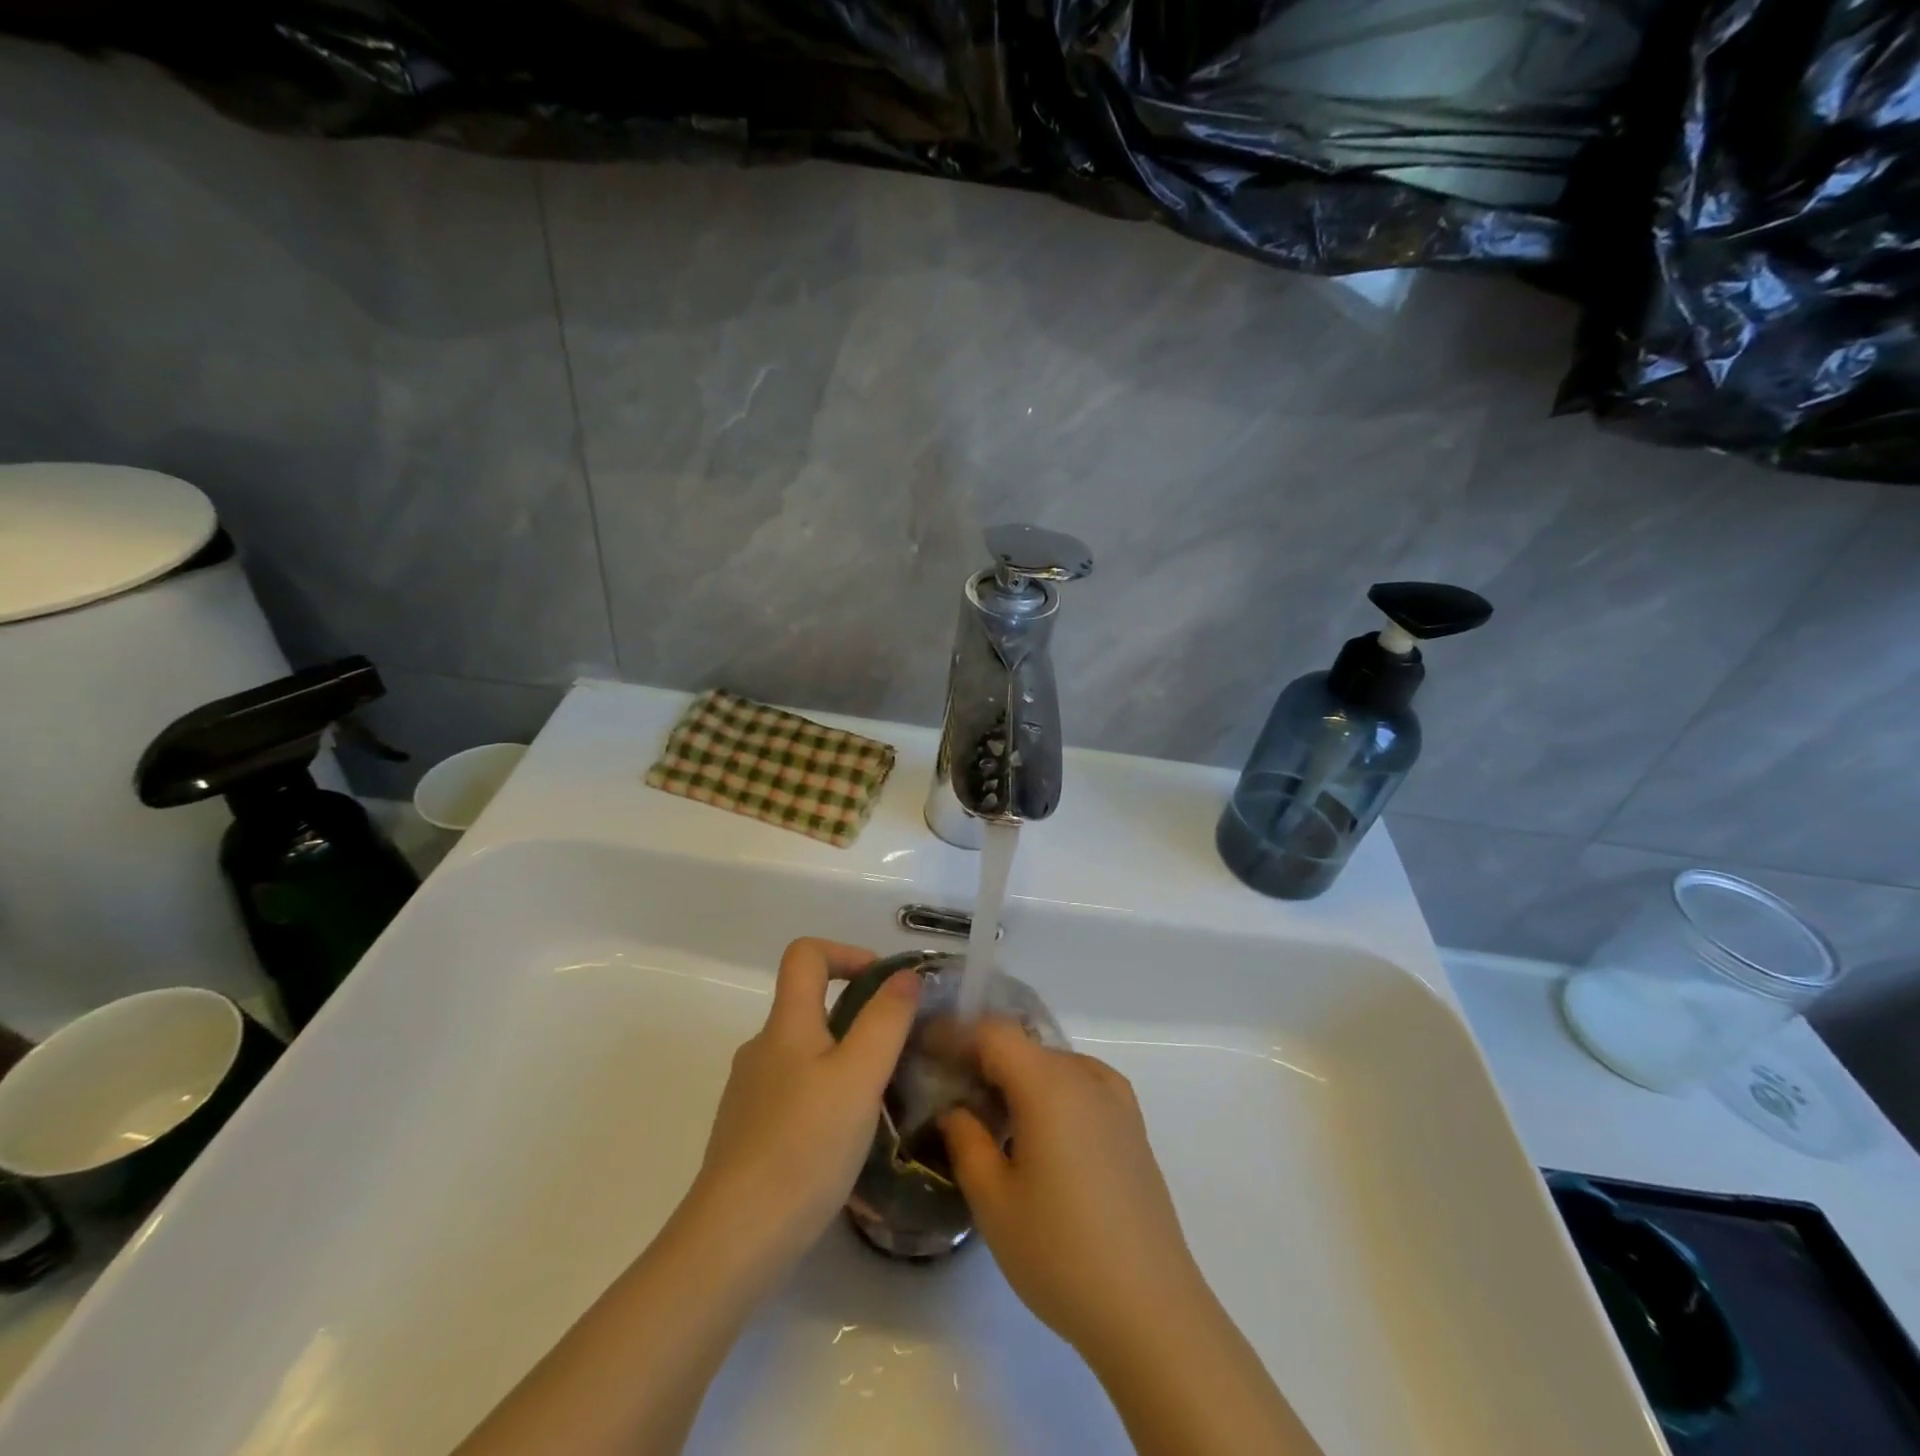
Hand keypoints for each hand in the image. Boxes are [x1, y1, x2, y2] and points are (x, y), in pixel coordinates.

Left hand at [692, 938, 919, 1270]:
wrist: (733, 1240)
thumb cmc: (804, 1147)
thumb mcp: (860, 1077)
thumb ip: (885, 1021)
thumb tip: (904, 976)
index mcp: (785, 1024)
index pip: (806, 954)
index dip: (847, 952)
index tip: (884, 984)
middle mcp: (761, 1048)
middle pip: (808, 1004)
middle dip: (857, 1015)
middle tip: (897, 1052)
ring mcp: (750, 1092)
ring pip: (804, 1053)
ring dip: (844, 1060)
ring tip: (879, 1101)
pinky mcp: (747, 1132)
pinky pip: (794, 1092)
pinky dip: (824, 1096)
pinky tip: (844, 1140)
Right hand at [938, 1021, 1206, 1360]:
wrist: (1151, 1310)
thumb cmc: (1061, 1253)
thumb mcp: (994, 1202)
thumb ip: (966, 1141)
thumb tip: (955, 1109)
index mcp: (1048, 1084)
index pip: (992, 1032)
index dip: (955, 1035)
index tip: (926, 1054)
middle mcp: (1085, 1076)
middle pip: (1023, 1045)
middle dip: (983, 1059)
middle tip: (950, 1094)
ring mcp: (1116, 1099)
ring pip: (1053, 1064)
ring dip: (1018, 1077)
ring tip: (992, 1118)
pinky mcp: (1133, 1125)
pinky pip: (1081, 1084)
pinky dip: (1051, 1092)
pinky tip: (1041, 1134)